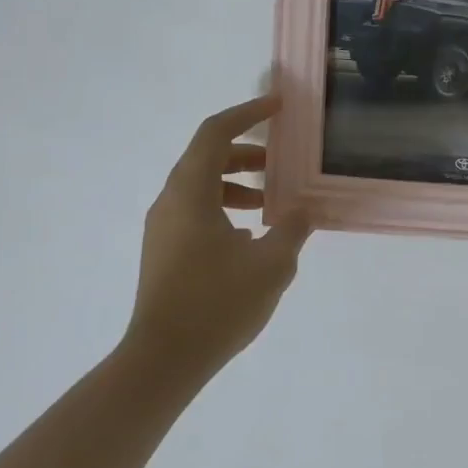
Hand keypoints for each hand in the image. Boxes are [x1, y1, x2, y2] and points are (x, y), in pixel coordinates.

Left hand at [126, 94, 309, 389]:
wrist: (163, 361)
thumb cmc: (217, 303)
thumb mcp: (271, 263)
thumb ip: (293, 227)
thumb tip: (304, 209)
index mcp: (190, 192)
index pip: (216, 133)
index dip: (248, 113)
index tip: (279, 106)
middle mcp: (170, 201)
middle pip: (207, 157)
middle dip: (247, 152)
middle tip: (282, 161)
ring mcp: (163, 228)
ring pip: (201, 186)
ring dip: (237, 183)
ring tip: (271, 202)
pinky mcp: (164, 251)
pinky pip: (195, 211)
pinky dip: (224, 207)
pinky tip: (249, 236)